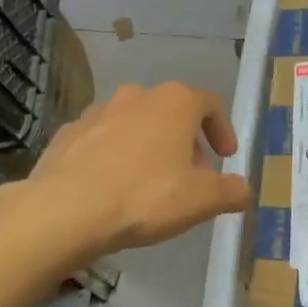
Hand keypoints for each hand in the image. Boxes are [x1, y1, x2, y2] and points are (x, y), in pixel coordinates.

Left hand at [25, 81, 248, 255]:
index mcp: (174, 102)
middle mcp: (136, 96)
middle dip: (186, 144)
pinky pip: (102, 141)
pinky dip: (114, 158)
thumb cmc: (145, 197)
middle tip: (190, 179)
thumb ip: (231, 191)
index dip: (222, 130)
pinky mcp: (67, 134)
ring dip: (149, 148)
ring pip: (135, 125)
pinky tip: (113, 189)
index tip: (226, 157)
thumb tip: (242, 189)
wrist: (66, 210)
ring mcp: (97, 112)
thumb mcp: (203, 200)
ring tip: (151, 185)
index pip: (210, 104)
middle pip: (171, 114)